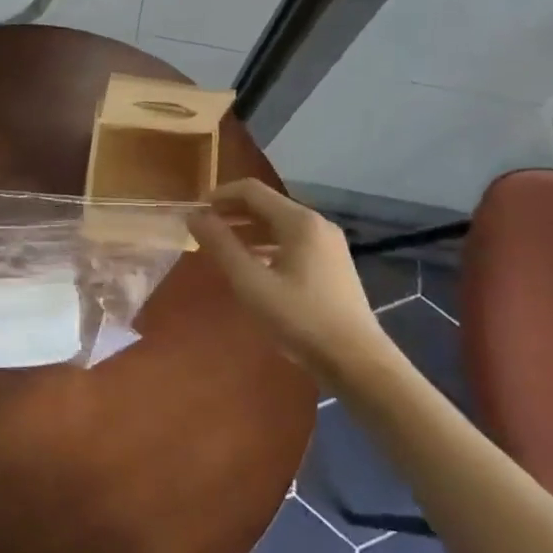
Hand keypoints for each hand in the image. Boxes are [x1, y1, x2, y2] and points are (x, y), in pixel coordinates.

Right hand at [190, 179, 384, 376]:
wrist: (357, 361)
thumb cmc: (300, 318)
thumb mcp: (251, 283)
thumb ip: (221, 246)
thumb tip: (194, 216)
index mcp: (299, 221)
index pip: (251, 190)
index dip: (220, 195)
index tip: (195, 211)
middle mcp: (316, 224)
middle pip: (266, 205)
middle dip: (232, 212)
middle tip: (203, 229)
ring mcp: (328, 244)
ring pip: (279, 225)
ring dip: (248, 230)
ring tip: (222, 247)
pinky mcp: (332, 264)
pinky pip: (292, 242)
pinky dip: (267, 245)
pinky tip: (253, 266)